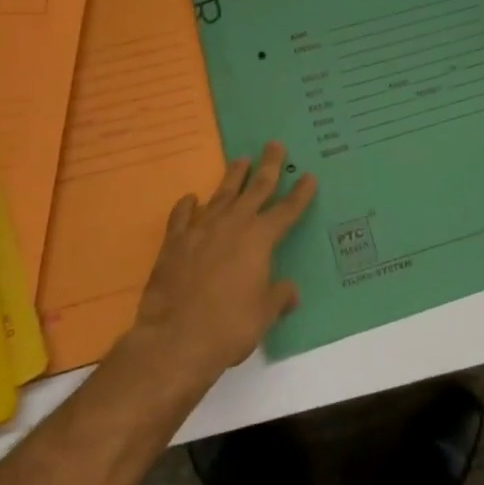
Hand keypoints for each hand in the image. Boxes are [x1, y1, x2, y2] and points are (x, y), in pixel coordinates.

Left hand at [124, 143, 316, 387]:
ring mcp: (202, 229)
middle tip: (275, 145)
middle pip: (256, 188)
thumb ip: (278, 297)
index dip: (301, 194)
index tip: (309, 177)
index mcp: (260, 239)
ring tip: (241, 160)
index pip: (287, 210)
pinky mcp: (175, 242)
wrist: (174, 340)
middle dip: (269, 166)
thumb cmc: (228, 327)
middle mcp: (234, 225)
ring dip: (233, 176)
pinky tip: (191, 198)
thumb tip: (290, 291)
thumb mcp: (264, 315)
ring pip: (222, 194)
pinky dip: (188, 205)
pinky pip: (183, 215)